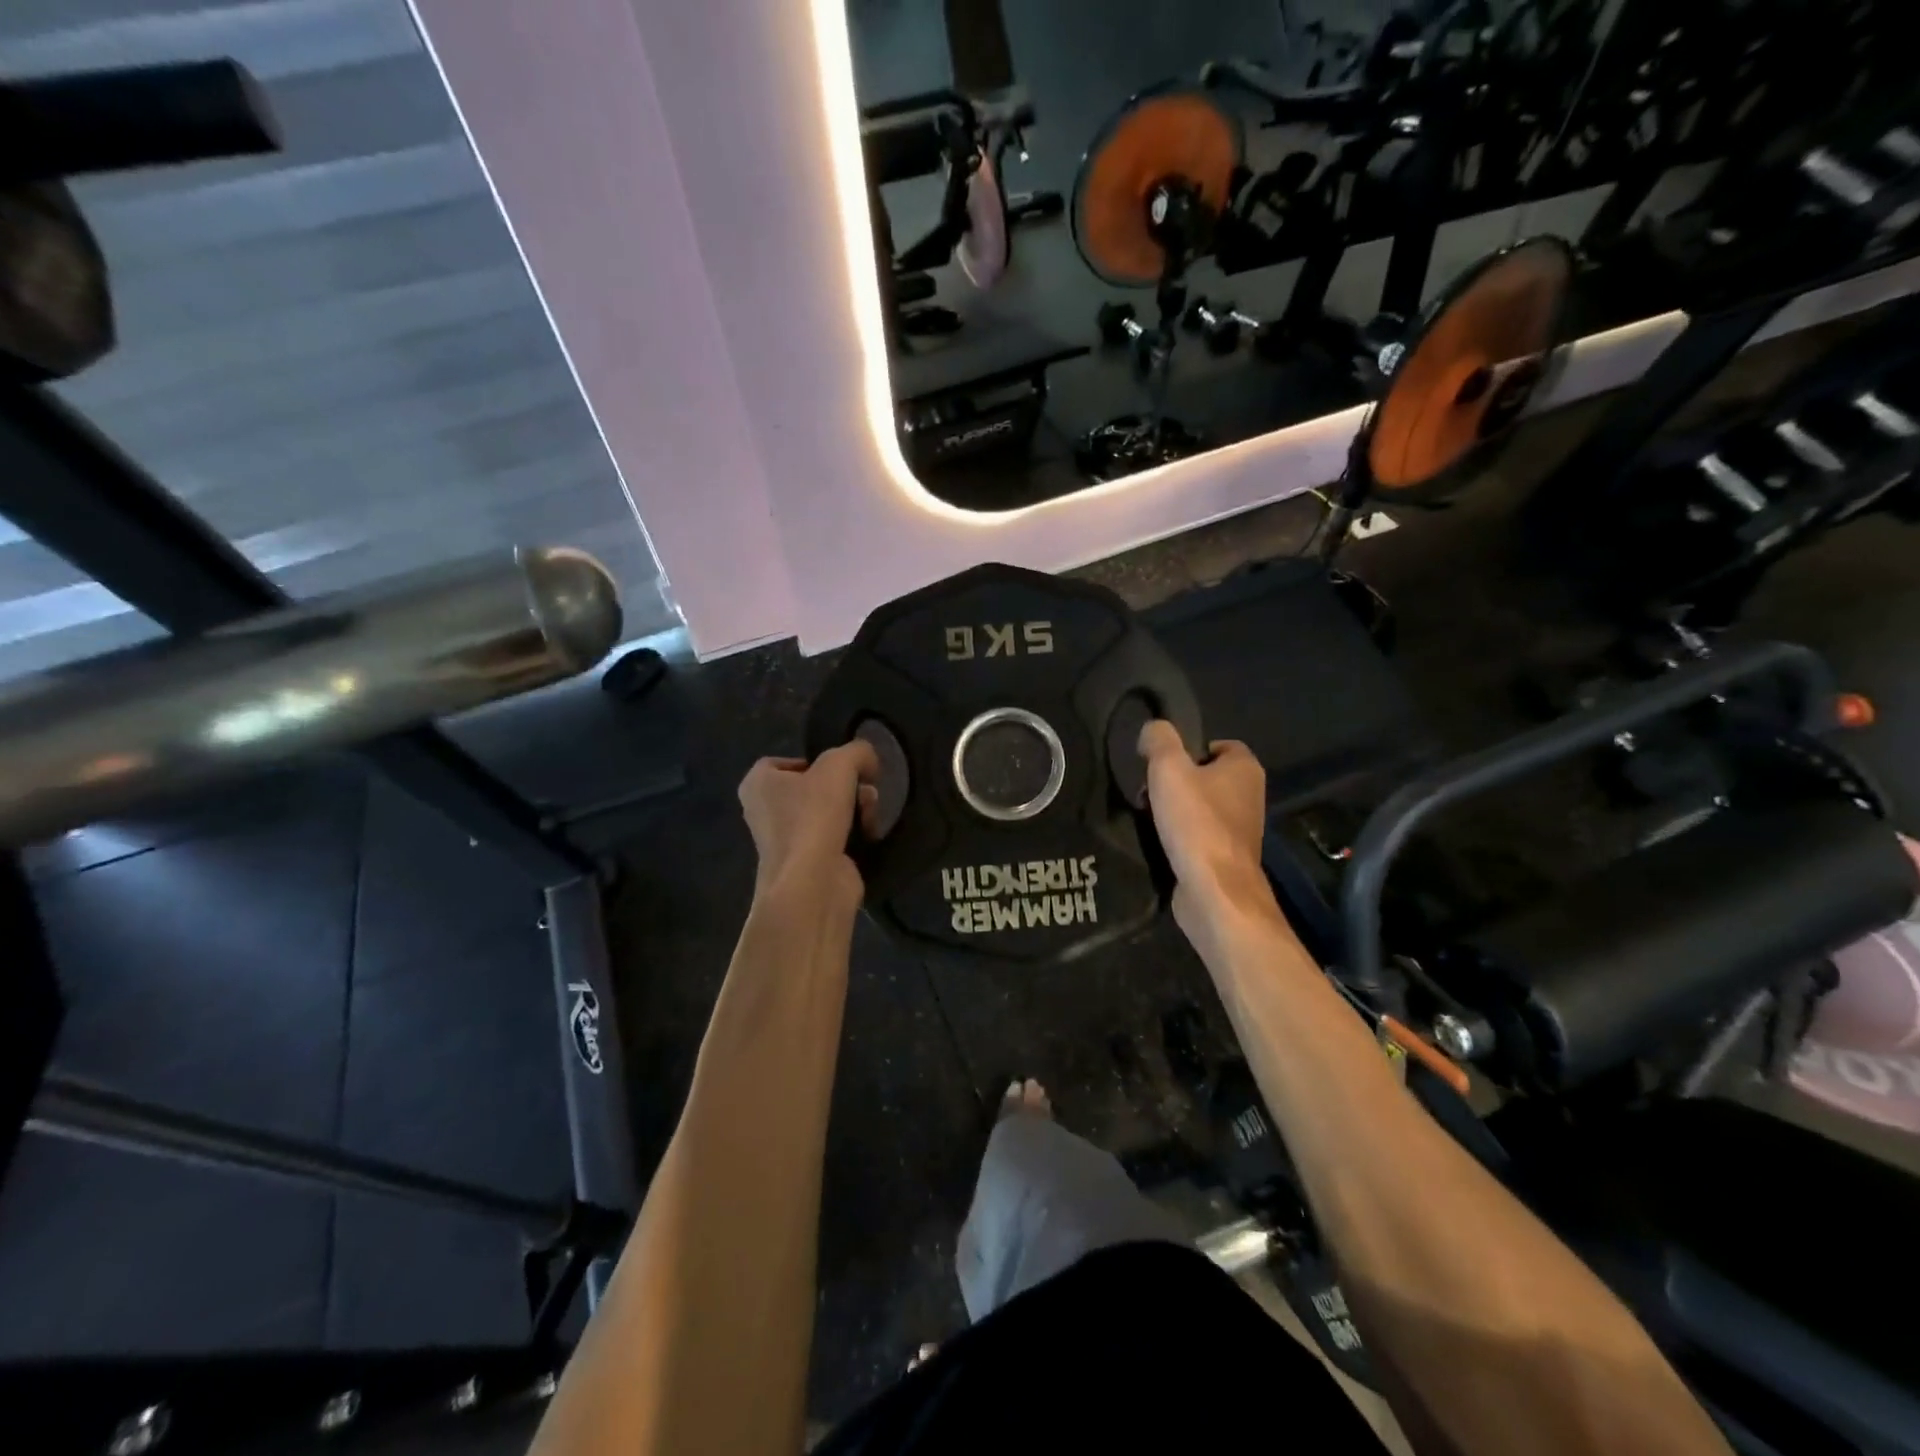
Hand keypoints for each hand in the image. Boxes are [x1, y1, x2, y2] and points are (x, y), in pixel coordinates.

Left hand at [738, 741, 880, 904]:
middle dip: (845, 786)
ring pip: (827, 812)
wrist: (812, 884)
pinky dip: (854, 834)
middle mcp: (765, 812)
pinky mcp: (808, 864)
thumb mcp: (839, 765)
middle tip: (865, 788)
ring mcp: (786, 841)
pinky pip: (834, 838)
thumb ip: (856, 751)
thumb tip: (869, 758)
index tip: (839, 768)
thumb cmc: (813, 816)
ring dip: (855, 808)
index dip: (813, 761)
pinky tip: (869, 833)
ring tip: (870, 812)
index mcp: (758, 784)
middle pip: (812, 787)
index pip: (782, 762)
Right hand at [1138, 721, 1279, 948]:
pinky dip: (1182, 836)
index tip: (1163, 763)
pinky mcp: (1227, 857)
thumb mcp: (1169, 768)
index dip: (1191, 749)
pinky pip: (1201, 835)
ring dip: (1177, 810)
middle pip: (1208, 776)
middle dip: (1179, 781)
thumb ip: (1159, 740)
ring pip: (1203, 807)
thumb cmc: (1195, 822)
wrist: (1214, 889)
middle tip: (1151, 789)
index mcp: (1245, 768)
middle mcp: (1251, 796)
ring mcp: (1241, 829)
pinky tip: (1161, 841)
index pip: (1220, 744)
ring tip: (1150, 816)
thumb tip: (1153, 729)